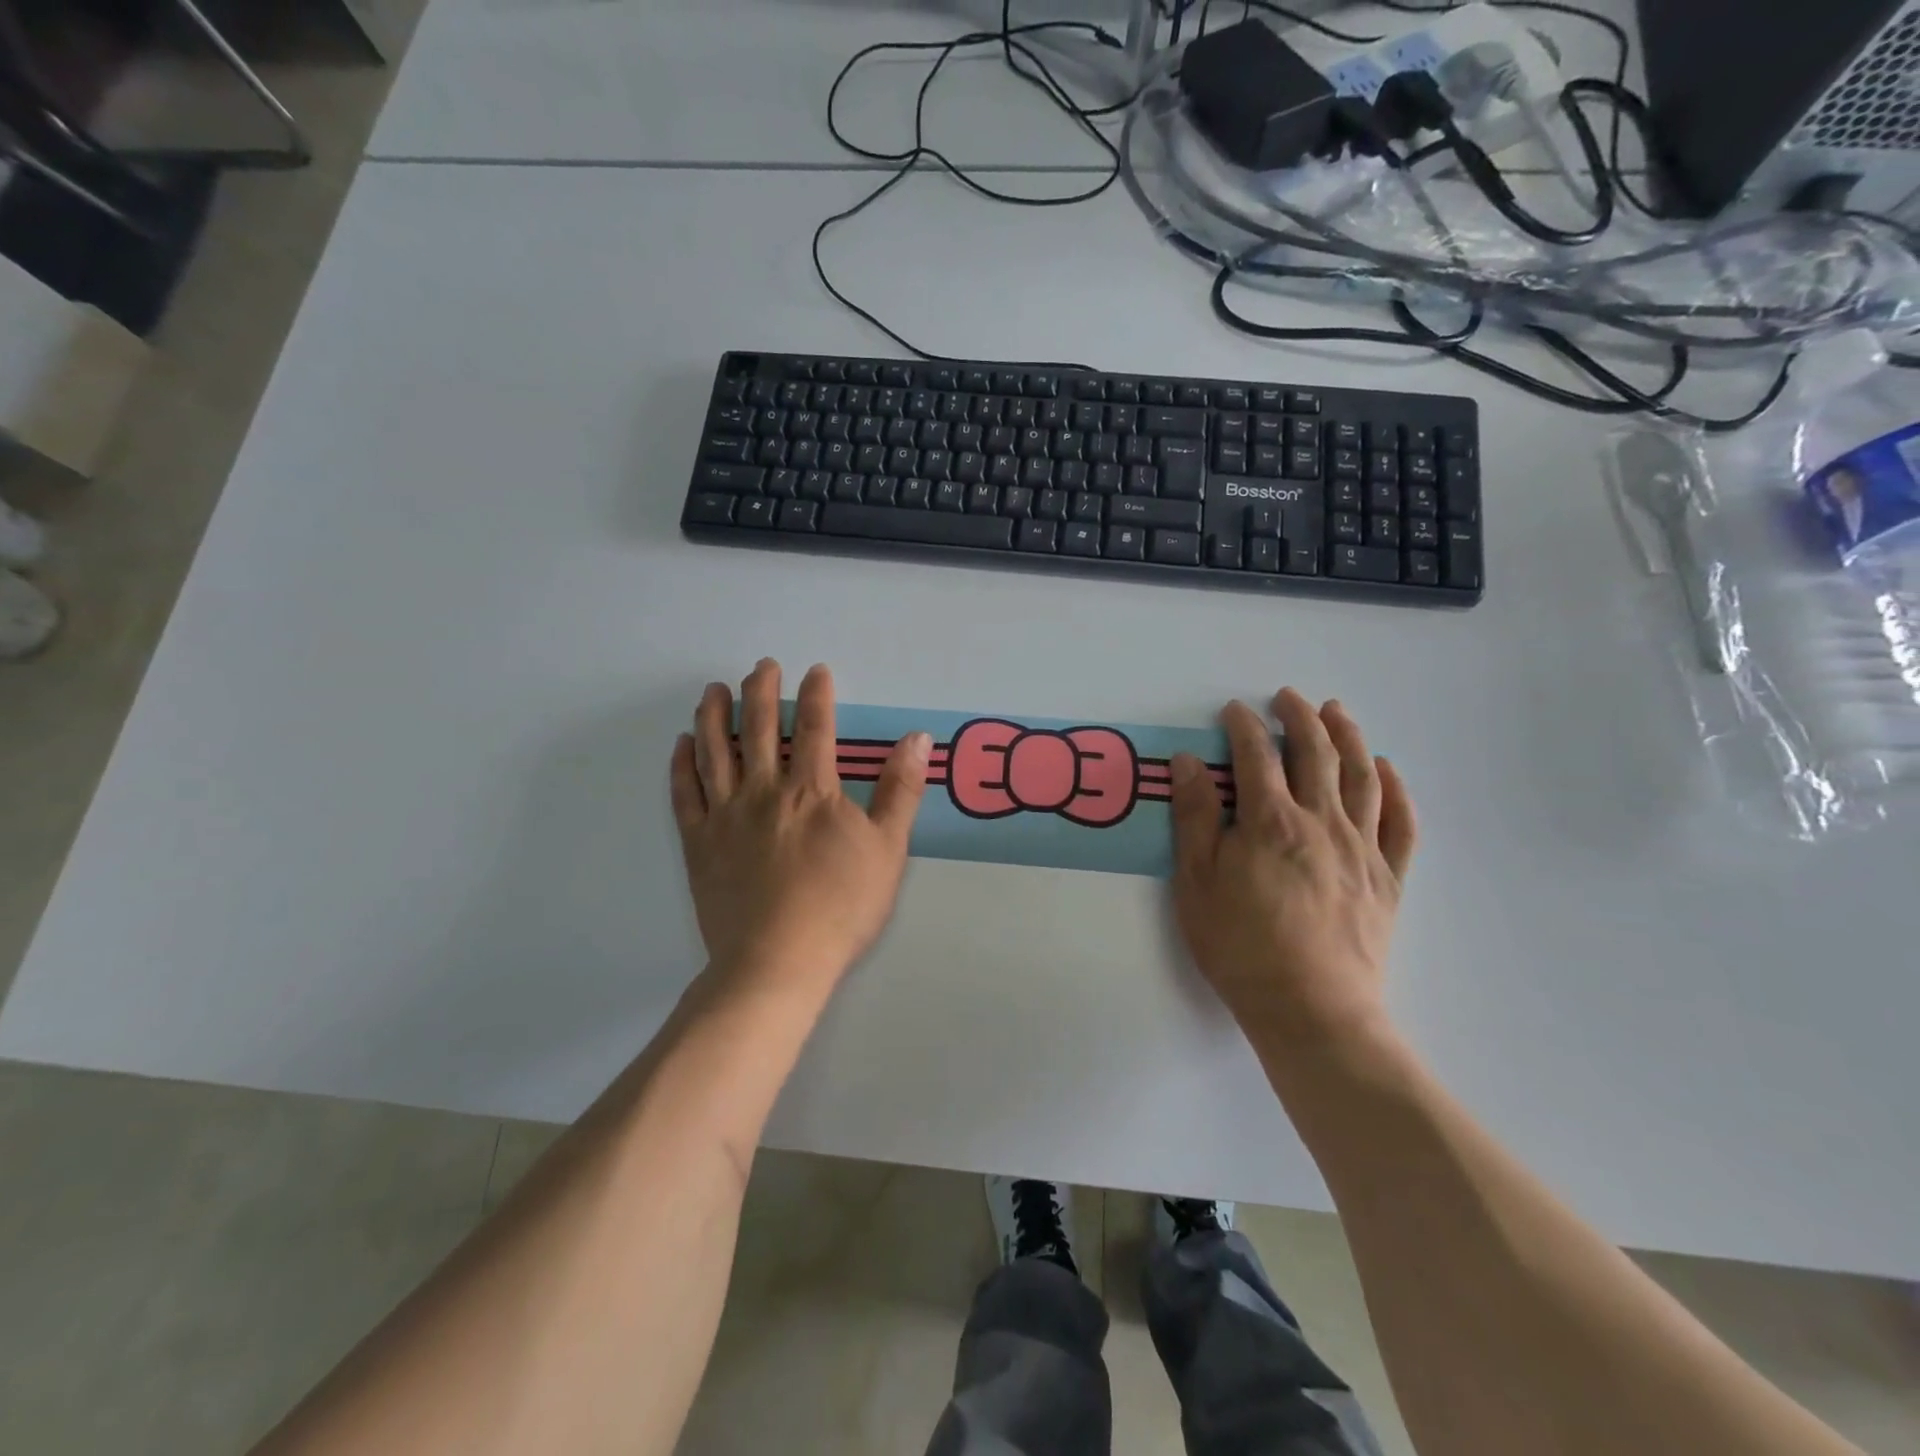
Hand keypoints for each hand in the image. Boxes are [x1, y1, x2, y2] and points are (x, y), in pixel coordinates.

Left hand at [671, 659, 929, 997]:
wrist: (778, 961)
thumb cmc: (841, 906)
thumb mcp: (888, 849)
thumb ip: (900, 790)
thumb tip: (917, 738)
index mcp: (811, 790)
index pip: (815, 728)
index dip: (816, 695)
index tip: (814, 671)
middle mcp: (764, 790)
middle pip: (758, 729)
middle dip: (761, 692)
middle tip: (761, 666)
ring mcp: (725, 816)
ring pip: (715, 752)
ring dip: (714, 716)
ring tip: (714, 690)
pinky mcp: (699, 844)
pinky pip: (685, 795)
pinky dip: (681, 765)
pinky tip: (681, 745)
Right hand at [1168, 689, 1416, 1052]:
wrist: (1311, 1009)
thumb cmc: (1240, 946)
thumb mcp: (1196, 882)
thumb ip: (1195, 817)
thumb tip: (1188, 762)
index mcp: (1270, 821)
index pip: (1255, 756)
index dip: (1243, 727)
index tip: (1234, 710)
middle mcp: (1322, 822)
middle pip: (1316, 754)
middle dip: (1300, 718)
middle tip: (1289, 697)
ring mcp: (1362, 848)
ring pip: (1362, 777)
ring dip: (1349, 737)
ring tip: (1337, 712)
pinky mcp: (1388, 878)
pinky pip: (1401, 823)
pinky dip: (1397, 789)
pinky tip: (1388, 769)